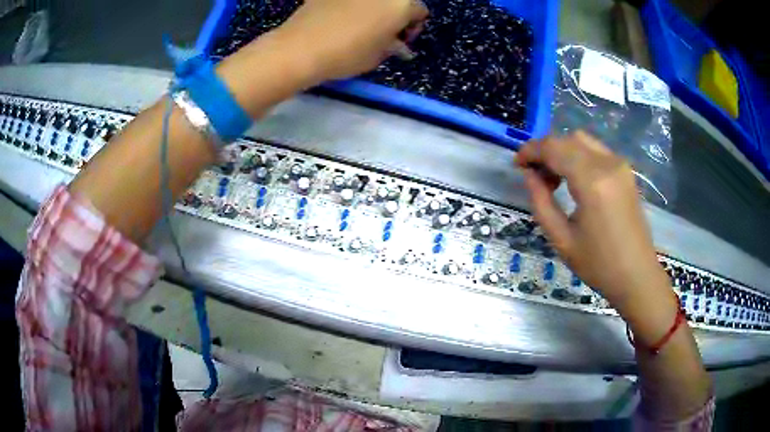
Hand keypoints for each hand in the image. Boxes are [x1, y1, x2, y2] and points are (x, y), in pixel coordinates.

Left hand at [277, 0, 427, 81]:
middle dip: (394, 14)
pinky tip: (340, 18)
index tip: (399, 41)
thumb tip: (398, 45)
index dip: (412, 27)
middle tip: (381, 32)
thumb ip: (393, 46)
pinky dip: (351, 5)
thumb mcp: (378, 56)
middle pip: (397, 0)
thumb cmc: (347, 54)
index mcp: (401, 4)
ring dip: (374, 8)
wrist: (301, 48)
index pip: (419, 12)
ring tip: (360, 24)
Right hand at [516, 131, 670, 312]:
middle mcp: (608, 164)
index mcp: (592, 182)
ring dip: (562, 151)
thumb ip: (541, 202)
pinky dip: (578, 156)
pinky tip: (575, 180)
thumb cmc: (599, 265)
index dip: (530, 151)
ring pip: (582, 140)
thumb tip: (529, 175)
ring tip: (554, 179)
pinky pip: (596, 151)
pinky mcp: (626, 171)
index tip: (517, 165)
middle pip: (567, 139)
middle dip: (545, 151)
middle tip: (535, 177)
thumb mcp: (562, 240)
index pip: (553, 148)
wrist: (637, 276)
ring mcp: (620, 165)